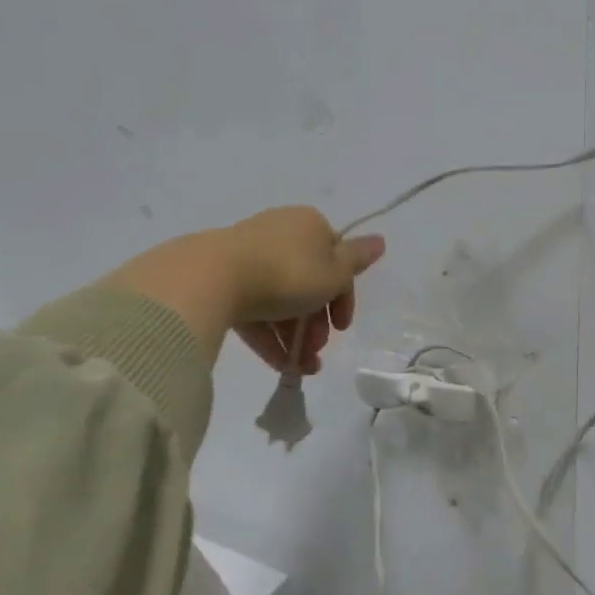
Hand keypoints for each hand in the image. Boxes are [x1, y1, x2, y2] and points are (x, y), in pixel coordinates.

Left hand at [99, 207, 384, 372]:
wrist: (213, 278)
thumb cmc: (288, 273)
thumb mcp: (333, 271)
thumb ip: (358, 260)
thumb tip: (381, 240)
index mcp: (309, 225)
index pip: (336, 261)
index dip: (344, 297)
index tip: (343, 328)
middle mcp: (280, 234)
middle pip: (308, 283)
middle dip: (317, 323)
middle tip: (319, 350)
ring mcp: (247, 257)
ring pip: (281, 300)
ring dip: (296, 336)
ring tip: (302, 369)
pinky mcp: (222, 280)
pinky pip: (254, 310)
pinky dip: (269, 337)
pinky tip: (280, 366)